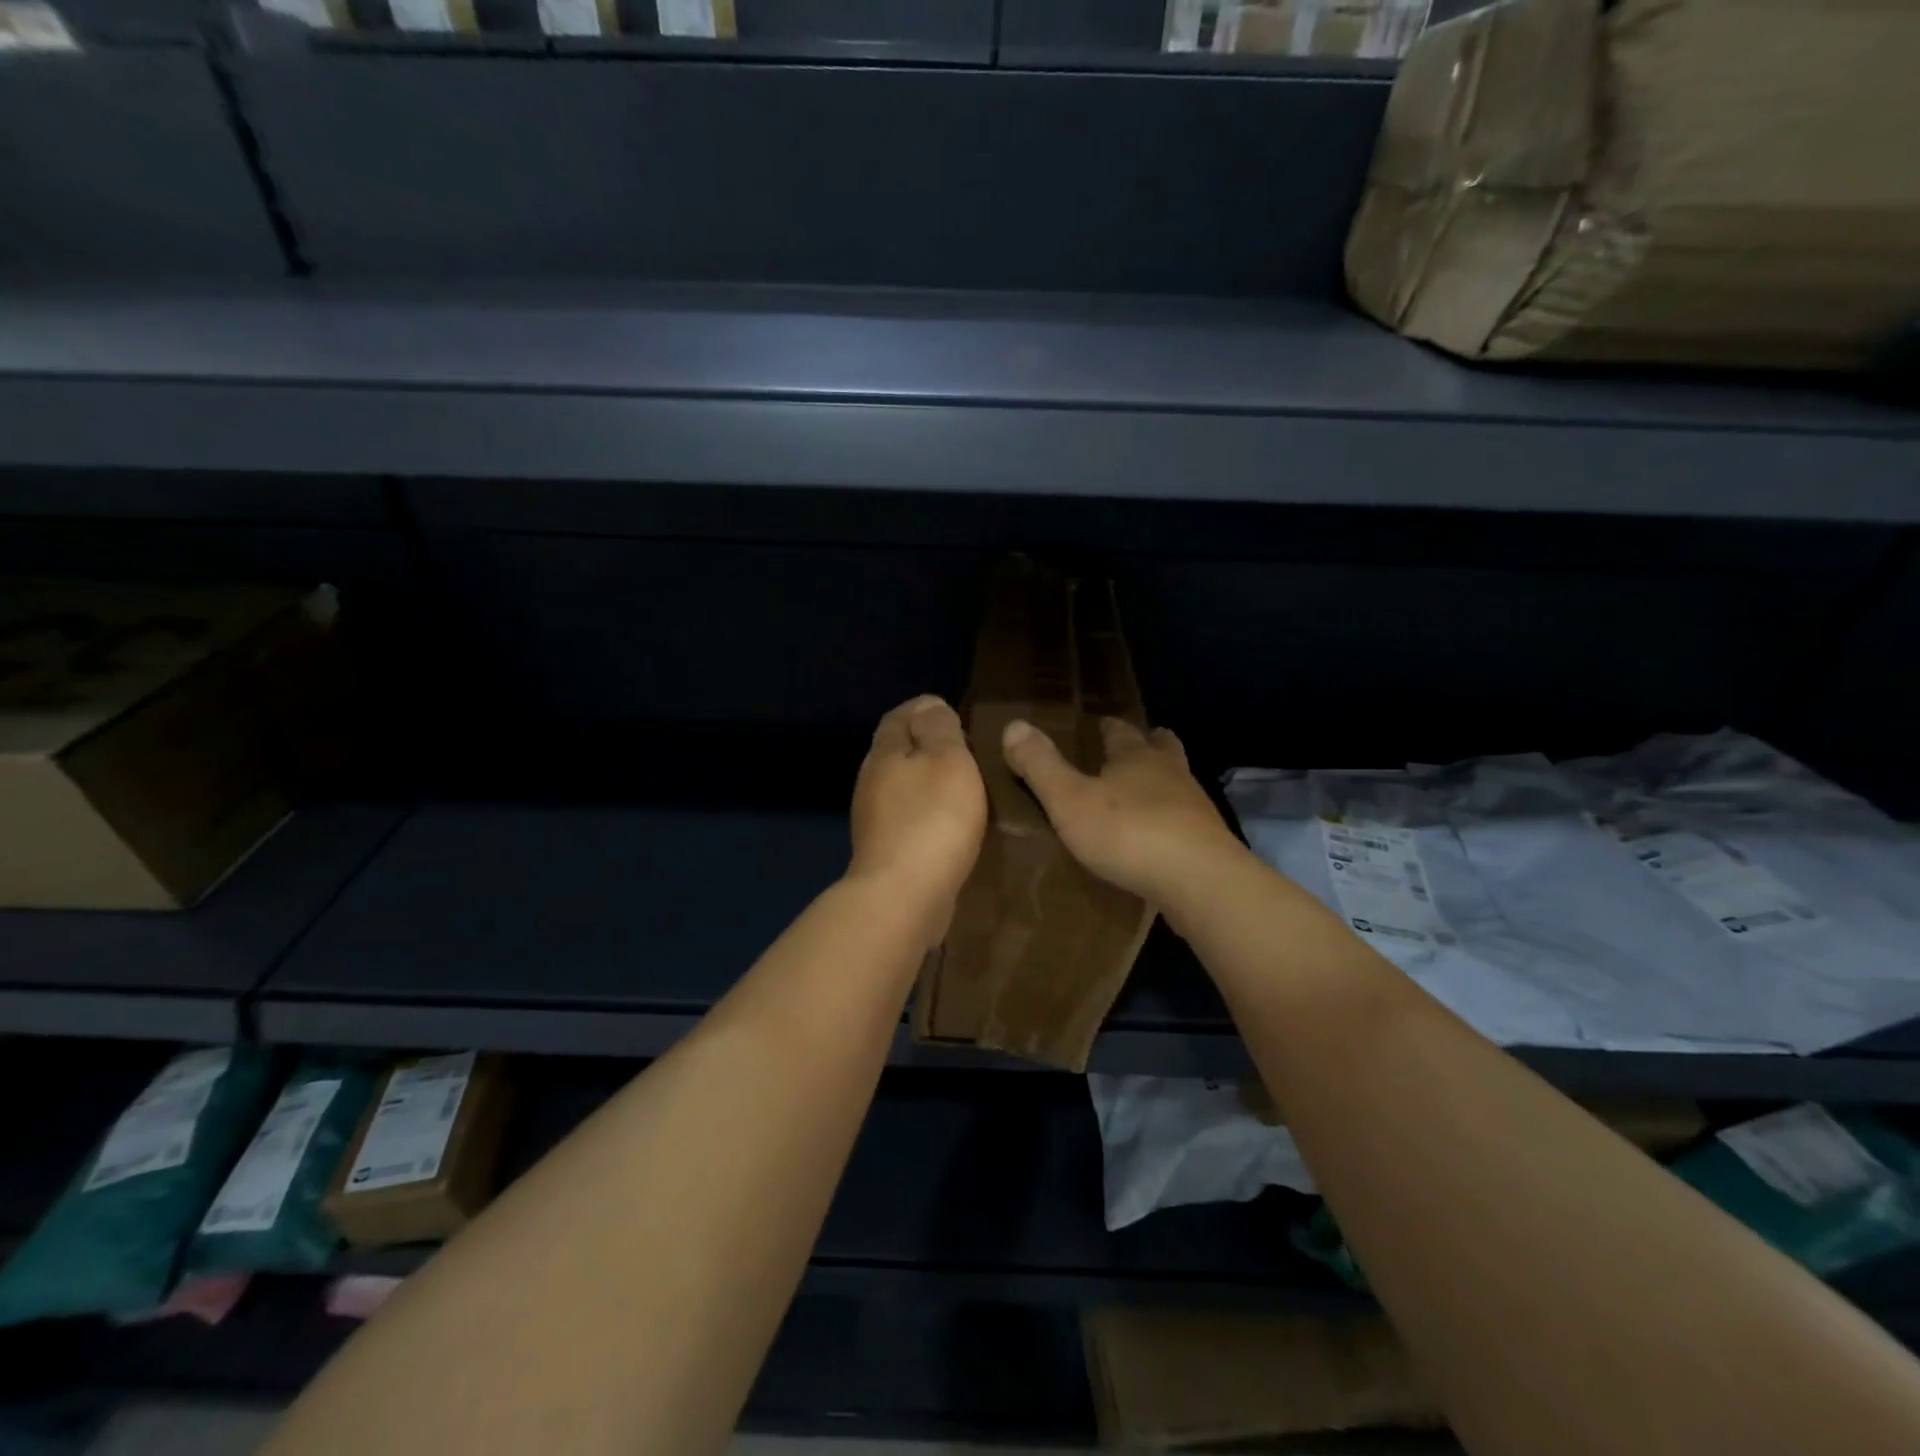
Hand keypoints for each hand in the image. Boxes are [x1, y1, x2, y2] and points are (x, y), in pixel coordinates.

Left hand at [848, 696, 987, 936]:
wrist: (903, 896)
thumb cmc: (932, 819)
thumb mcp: (948, 759)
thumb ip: (939, 728)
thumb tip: (928, 704)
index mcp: (884, 754)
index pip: (898, 717)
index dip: (923, 710)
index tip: (952, 714)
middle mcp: (871, 782)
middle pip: (897, 753)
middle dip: (925, 747)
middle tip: (964, 750)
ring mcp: (874, 821)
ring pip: (902, 788)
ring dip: (927, 784)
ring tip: (963, 787)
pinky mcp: (885, 853)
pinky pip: (908, 820)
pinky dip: (927, 814)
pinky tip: (949, 826)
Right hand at [1001, 716, 1246, 908]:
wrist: (1200, 882)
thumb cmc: (1128, 833)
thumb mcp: (1069, 799)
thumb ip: (1040, 765)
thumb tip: (1013, 724)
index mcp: (1136, 757)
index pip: (1121, 731)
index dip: (1108, 727)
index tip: (1100, 724)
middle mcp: (1171, 773)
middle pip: (1162, 748)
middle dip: (1148, 745)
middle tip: (1135, 748)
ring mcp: (1195, 808)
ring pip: (1178, 783)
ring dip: (1163, 783)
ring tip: (1145, 795)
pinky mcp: (1208, 844)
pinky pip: (1186, 823)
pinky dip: (1172, 822)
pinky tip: (1161, 840)